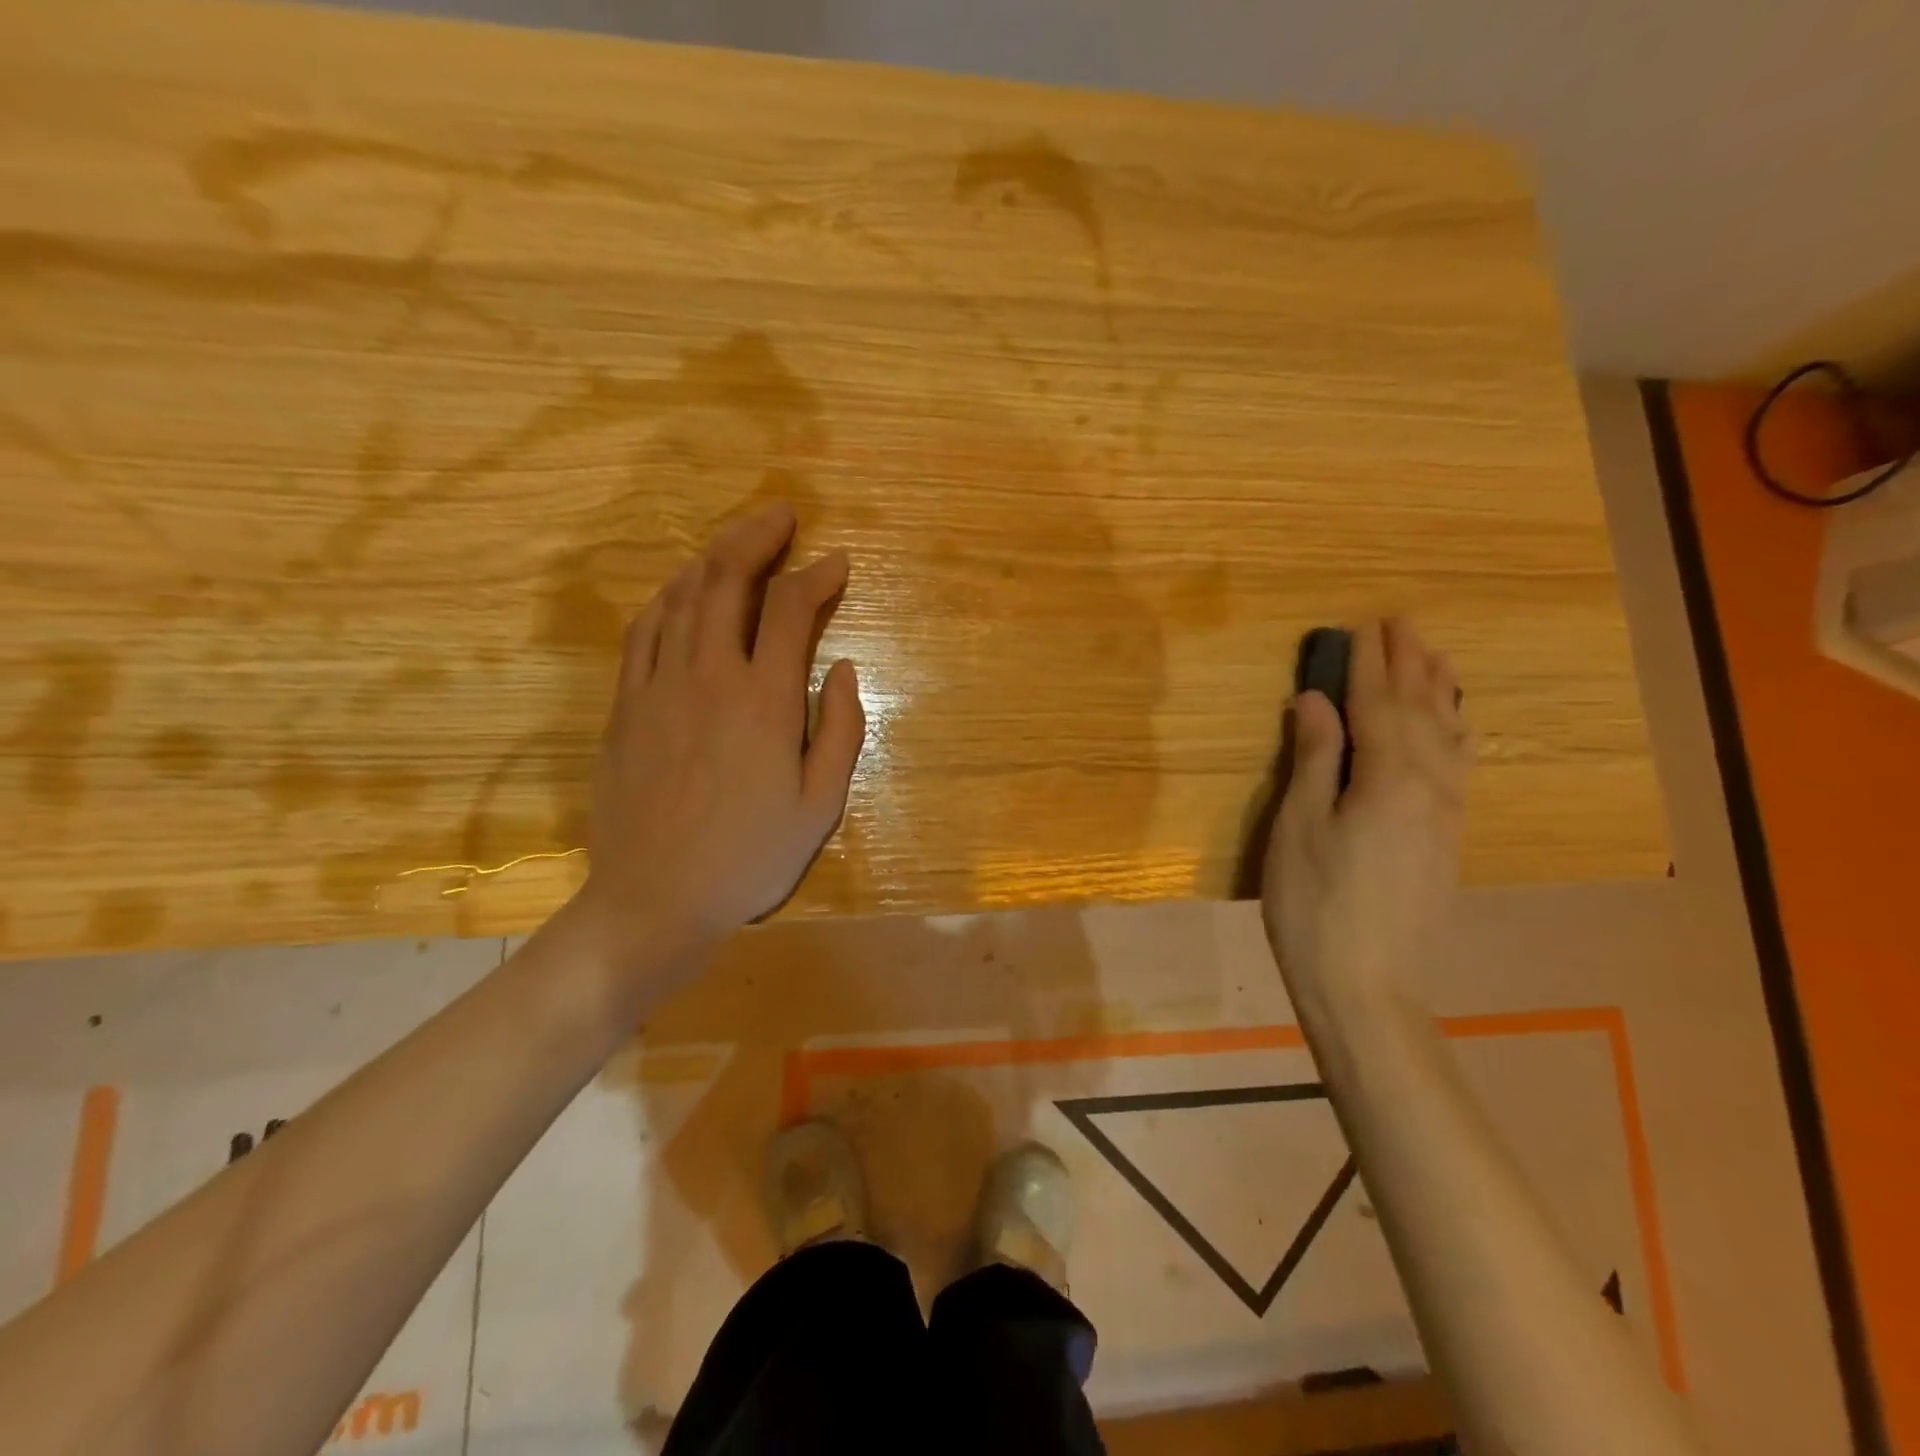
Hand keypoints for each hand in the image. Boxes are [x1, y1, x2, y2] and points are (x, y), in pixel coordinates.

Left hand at [573, 502, 864, 969]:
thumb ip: (841, 728)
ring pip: (681, 596)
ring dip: (713, 558)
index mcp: (762, 700)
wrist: (655, 900)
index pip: (790, 609)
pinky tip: (683, 593)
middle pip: (726, 579)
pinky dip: (669, 598)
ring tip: (738, 543)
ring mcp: (657, 687)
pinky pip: (644, 630)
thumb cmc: (750, 857)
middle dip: (757, 536)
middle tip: (782, 516)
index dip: (816, 576)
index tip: (837, 564)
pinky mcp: (625, 706)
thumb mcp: (821, 804)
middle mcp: (707, 676)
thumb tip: (840, 666)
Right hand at [1262, 619, 1471, 1009]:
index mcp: (1387, 778)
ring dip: (1439, 693)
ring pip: (1449, 737)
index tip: (1365, 624)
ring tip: (1436, 658)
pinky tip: (1453, 727)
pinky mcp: (1447, 839)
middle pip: (1421, 712)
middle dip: (1409, 665)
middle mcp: (1429, 786)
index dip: (1369, 663)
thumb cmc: (1314, 903)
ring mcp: (1445, 814)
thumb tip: (1316, 700)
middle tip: (1402, 625)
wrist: (1367, 984)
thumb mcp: (1299, 826)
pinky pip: (1458, 766)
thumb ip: (1315, 758)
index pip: (1378, 704)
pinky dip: (1454, 733)